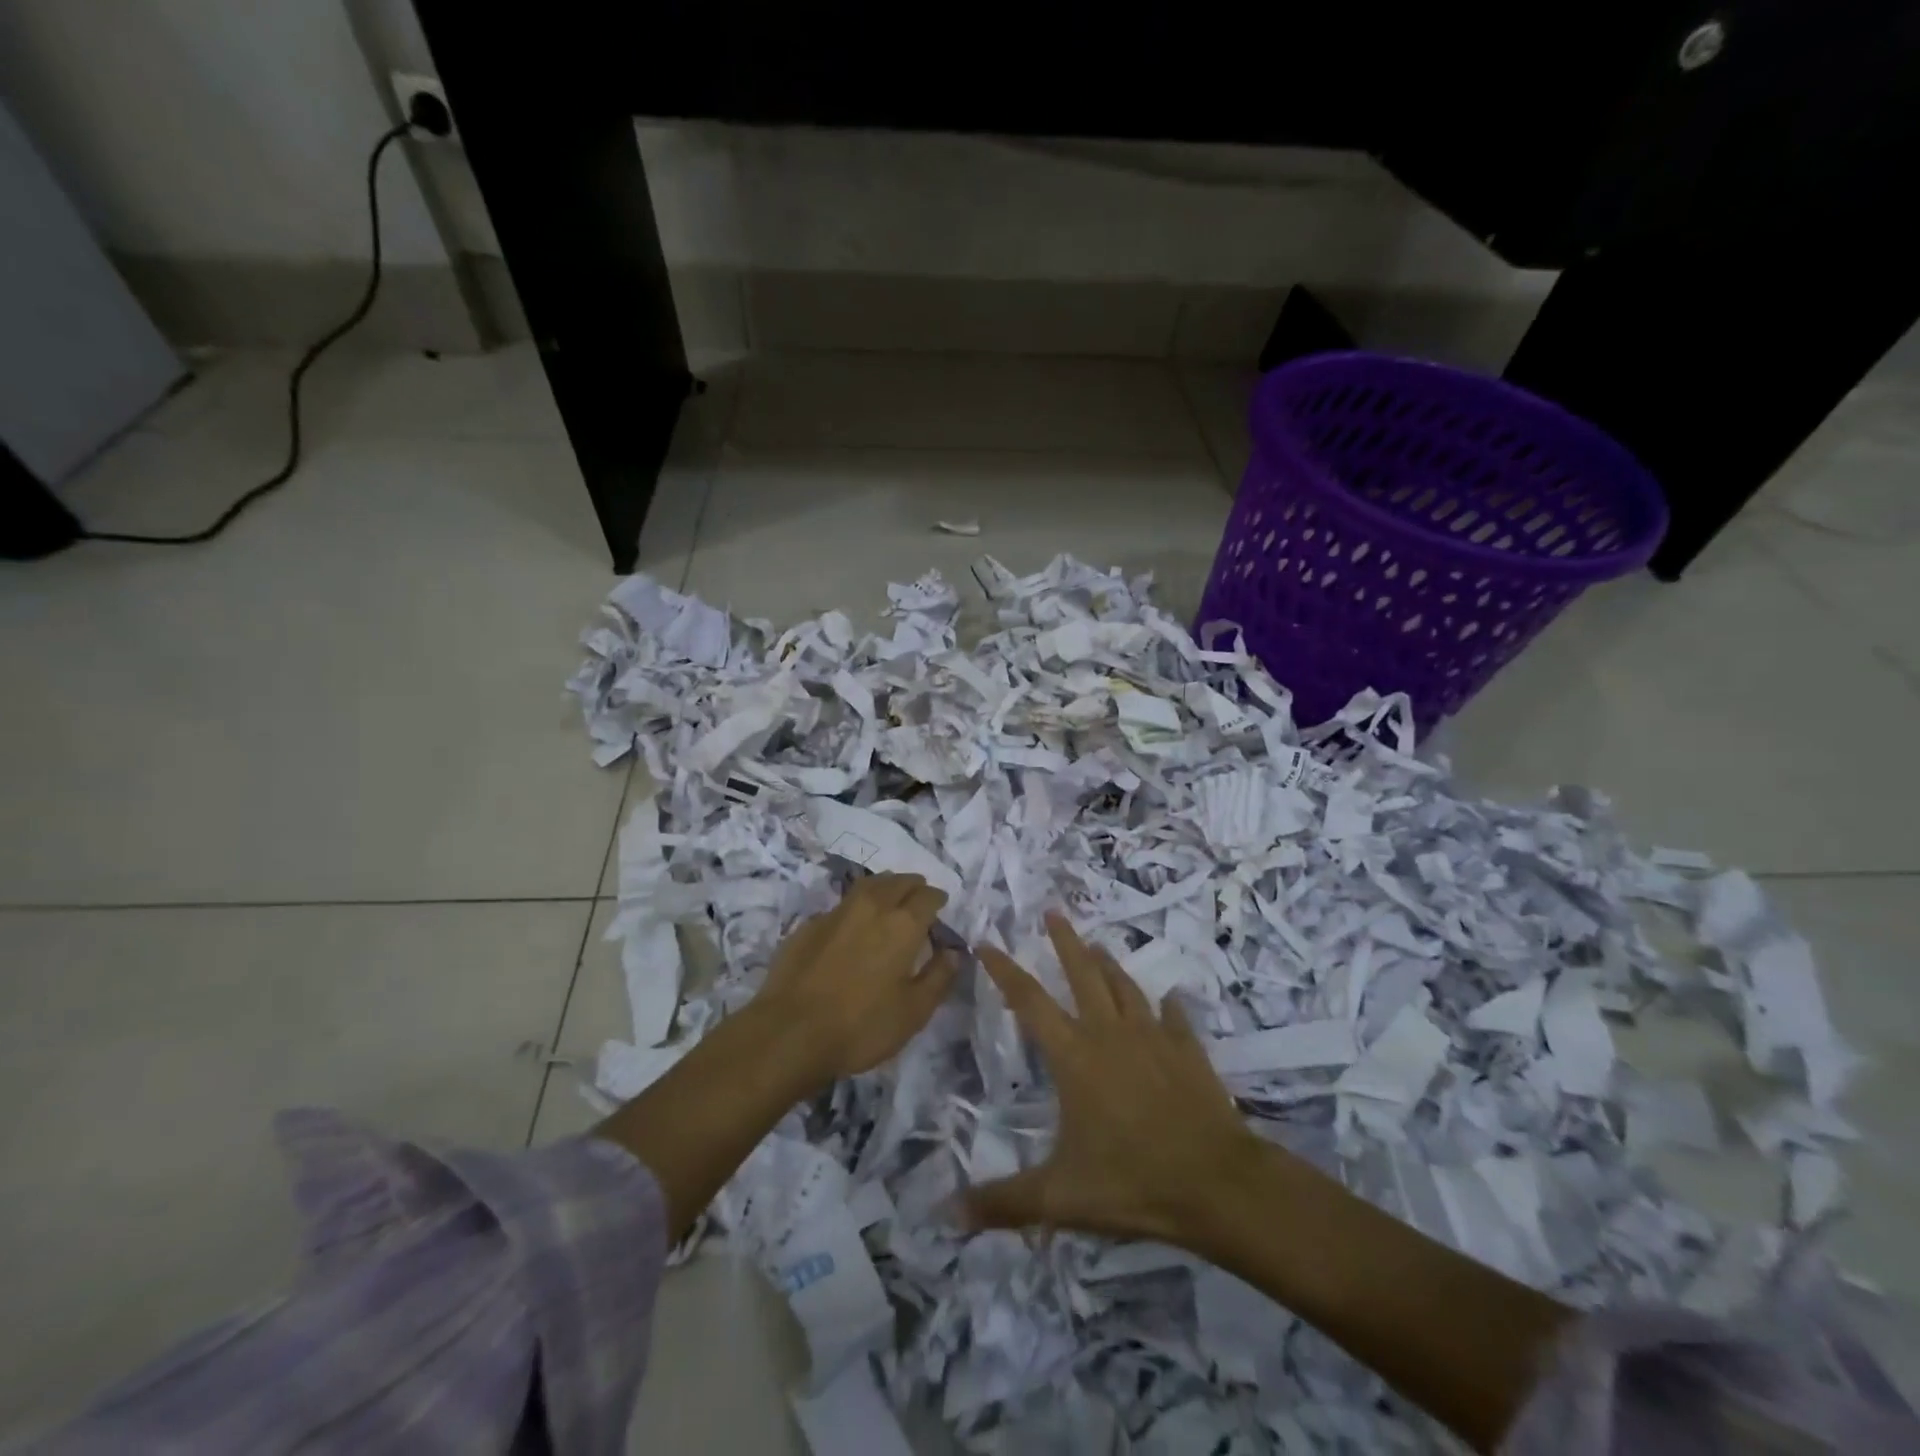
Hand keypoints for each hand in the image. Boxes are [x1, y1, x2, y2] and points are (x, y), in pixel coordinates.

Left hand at [753, 872, 959, 1086]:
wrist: (790, 1033)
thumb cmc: (861, 1026)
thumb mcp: (913, 1012)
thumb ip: (939, 977)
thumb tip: (954, 952)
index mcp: (903, 924)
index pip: (928, 896)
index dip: (938, 900)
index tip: (941, 908)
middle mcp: (872, 907)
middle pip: (898, 881)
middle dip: (913, 886)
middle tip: (919, 899)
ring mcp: (837, 912)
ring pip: (868, 885)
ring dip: (885, 887)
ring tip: (890, 900)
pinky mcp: (809, 925)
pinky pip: (842, 906)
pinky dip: (856, 909)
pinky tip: (852, 927)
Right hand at [969, 913, 1263, 1244]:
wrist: (1217, 1183)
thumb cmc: (1132, 1181)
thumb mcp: (1060, 1197)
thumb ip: (1004, 1202)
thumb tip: (946, 1214)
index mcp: (1074, 1057)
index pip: (1029, 1002)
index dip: (1005, 971)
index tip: (986, 943)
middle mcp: (1110, 1034)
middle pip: (1082, 974)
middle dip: (1064, 942)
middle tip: (1053, 912)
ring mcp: (1153, 1038)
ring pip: (1125, 987)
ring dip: (1108, 964)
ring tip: (1097, 945)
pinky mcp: (1188, 1052)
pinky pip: (1175, 1019)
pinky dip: (1168, 1007)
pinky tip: (1169, 999)